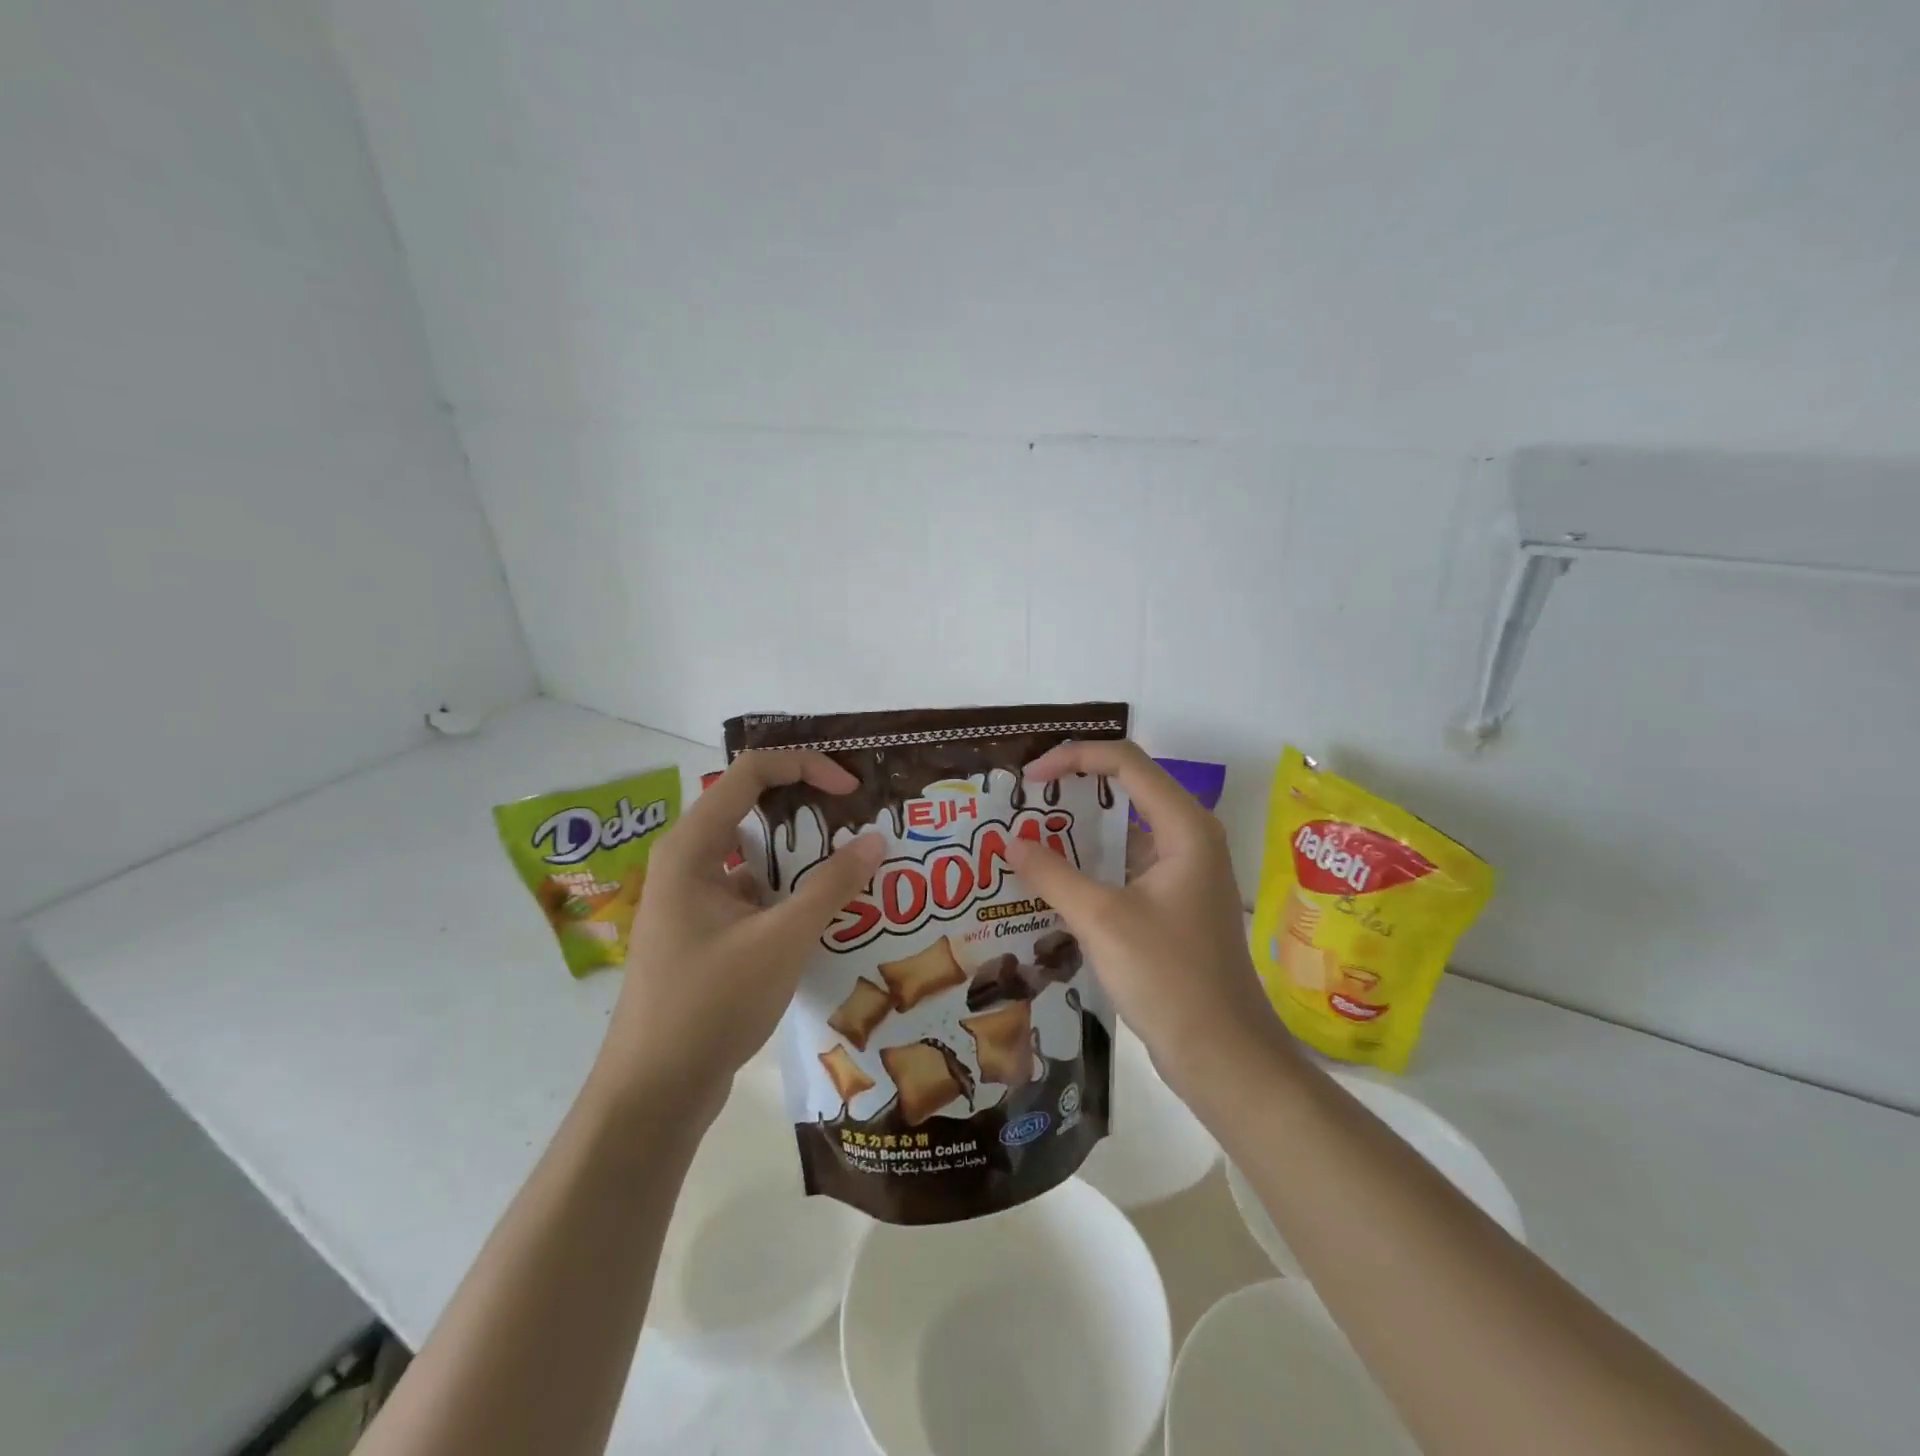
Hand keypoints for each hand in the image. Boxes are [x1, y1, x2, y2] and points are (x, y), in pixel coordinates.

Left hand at [594, 751, 884, 1118]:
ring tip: (860, 868)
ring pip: (759, 857)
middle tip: (864, 824)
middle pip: (756, 810)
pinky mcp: (707, 932)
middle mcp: (689, 861)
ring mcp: (696, 899)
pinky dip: (793, 895)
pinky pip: (756, 894)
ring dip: (806, 859)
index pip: (752, 773)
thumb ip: (831, 886)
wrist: (654, 1093)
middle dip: (813, 812)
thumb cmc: (710, 1004)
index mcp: (693, 846)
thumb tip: (876, 840)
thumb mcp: (781, 940)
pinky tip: (832, 914)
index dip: (806, 767)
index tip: (852, 791)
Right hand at [1005, 740, 1293, 1103]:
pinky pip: (1124, 867)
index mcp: (1184, 827)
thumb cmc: (1168, 977)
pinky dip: (1089, 867)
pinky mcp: (1172, 903)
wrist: (1222, 1055)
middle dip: (1071, 792)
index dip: (1072, 758)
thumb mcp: (1101, 920)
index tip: (1028, 779)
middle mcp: (1188, 838)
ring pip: (1123, 832)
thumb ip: (1052, 874)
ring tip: (1025, 840)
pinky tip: (1050, 884)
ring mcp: (1182, 872)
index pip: (1124, 762)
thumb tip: (1010, 841)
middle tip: (1020, 805)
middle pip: (1125, 790)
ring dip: (1076, 833)